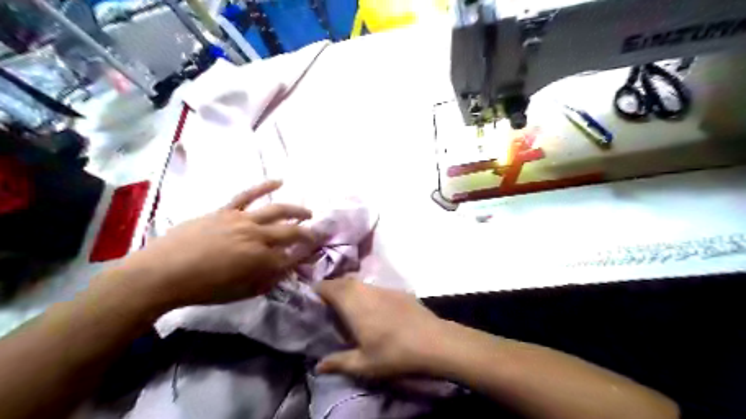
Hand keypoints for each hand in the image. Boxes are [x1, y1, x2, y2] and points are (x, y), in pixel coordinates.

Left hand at [121, 180, 317, 307]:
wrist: (163, 272)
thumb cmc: (204, 288)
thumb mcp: (242, 292)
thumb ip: (268, 280)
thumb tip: (287, 269)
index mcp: (262, 261)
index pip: (293, 256)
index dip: (306, 255)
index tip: (315, 253)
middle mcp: (258, 237)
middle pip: (291, 233)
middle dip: (308, 234)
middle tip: (318, 235)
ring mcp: (243, 220)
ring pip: (277, 210)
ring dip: (296, 211)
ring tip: (308, 213)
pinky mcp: (227, 210)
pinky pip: (248, 194)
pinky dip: (264, 186)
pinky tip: (279, 180)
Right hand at [313, 278, 448, 379]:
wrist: (433, 341)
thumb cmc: (394, 353)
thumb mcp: (363, 364)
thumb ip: (338, 363)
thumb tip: (317, 366)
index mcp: (353, 303)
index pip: (329, 287)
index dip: (319, 290)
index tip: (313, 298)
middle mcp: (365, 290)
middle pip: (343, 281)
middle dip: (333, 288)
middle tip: (328, 303)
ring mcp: (383, 288)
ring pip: (360, 283)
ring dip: (350, 290)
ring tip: (348, 305)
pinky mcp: (398, 290)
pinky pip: (375, 287)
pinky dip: (367, 293)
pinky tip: (374, 308)